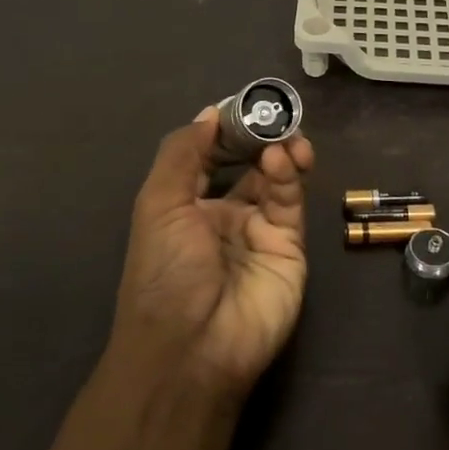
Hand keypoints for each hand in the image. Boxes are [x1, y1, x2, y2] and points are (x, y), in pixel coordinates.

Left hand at [112, 107, 315, 398]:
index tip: (243, 103)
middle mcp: (223, 216)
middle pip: (248, 165)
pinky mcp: (289, 247)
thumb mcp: (158, 204)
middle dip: (260, 137)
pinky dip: (288, 177)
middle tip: (275, 113)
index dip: (225, 130)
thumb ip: (182, 153)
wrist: (193, 346)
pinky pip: (290, 203)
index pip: (210, 157)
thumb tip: (209, 113)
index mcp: (186, 206)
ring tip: (286, 134)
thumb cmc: (165, 271)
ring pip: (275, 180)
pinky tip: (283, 159)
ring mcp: (259, 232)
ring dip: (279, 152)